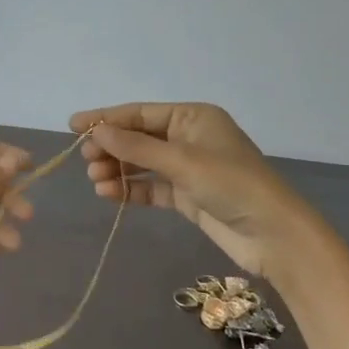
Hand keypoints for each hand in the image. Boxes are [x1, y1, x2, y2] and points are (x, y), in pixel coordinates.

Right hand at [70, 102, 310, 277]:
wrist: (274, 235)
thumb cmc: (231, 185)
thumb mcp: (181, 161)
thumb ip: (136, 146)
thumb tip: (96, 131)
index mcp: (192, 117)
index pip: (140, 113)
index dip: (106, 118)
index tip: (73, 126)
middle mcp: (189, 137)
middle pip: (139, 137)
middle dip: (111, 147)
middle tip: (85, 159)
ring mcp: (188, 168)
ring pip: (142, 163)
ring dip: (118, 170)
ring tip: (96, 180)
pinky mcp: (188, 196)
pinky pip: (151, 187)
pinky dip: (131, 190)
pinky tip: (110, 195)